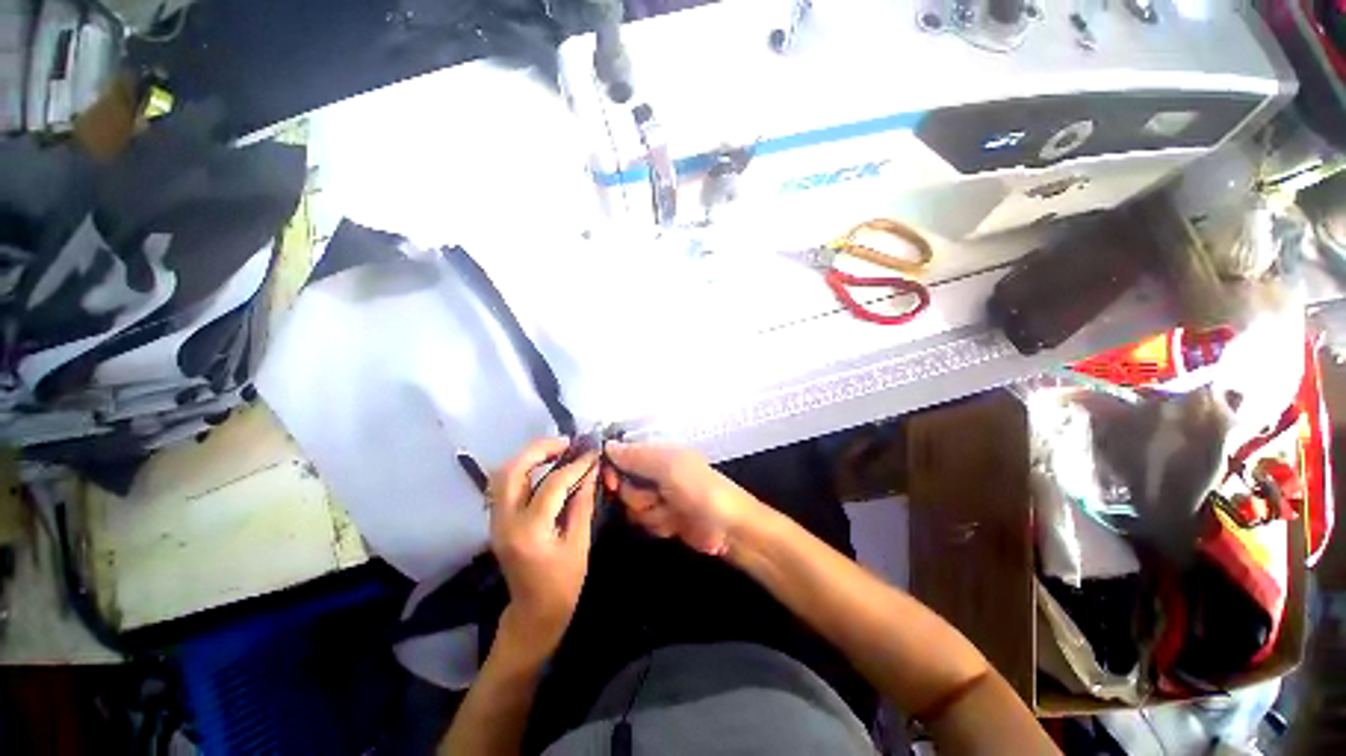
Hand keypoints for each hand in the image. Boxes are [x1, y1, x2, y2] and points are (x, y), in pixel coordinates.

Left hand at [487, 437, 598, 654]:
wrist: (533, 613)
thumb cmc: (562, 583)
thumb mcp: (579, 543)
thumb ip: (583, 503)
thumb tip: (591, 471)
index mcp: (529, 531)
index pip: (552, 484)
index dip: (575, 465)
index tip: (592, 454)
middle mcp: (505, 522)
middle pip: (512, 471)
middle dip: (539, 450)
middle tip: (566, 444)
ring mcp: (495, 521)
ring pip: (502, 475)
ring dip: (528, 457)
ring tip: (556, 451)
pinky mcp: (496, 521)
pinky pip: (503, 485)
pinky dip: (522, 469)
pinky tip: (543, 467)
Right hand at [604, 441, 766, 555]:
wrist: (728, 527)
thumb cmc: (699, 489)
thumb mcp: (668, 467)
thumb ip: (635, 457)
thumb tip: (607, 445)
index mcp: (658, 453)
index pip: (621, 456)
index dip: (613, 470)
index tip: (612, 482)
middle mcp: (655, 472)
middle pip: (622, 486)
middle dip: (637, 497)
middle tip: (656, 497)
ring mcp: (659, 497)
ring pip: (632, 507)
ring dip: (651, 512)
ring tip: (672, 511)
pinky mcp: (663, 518)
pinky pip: (644, 523)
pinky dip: (659, 525)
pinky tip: (675, 523)